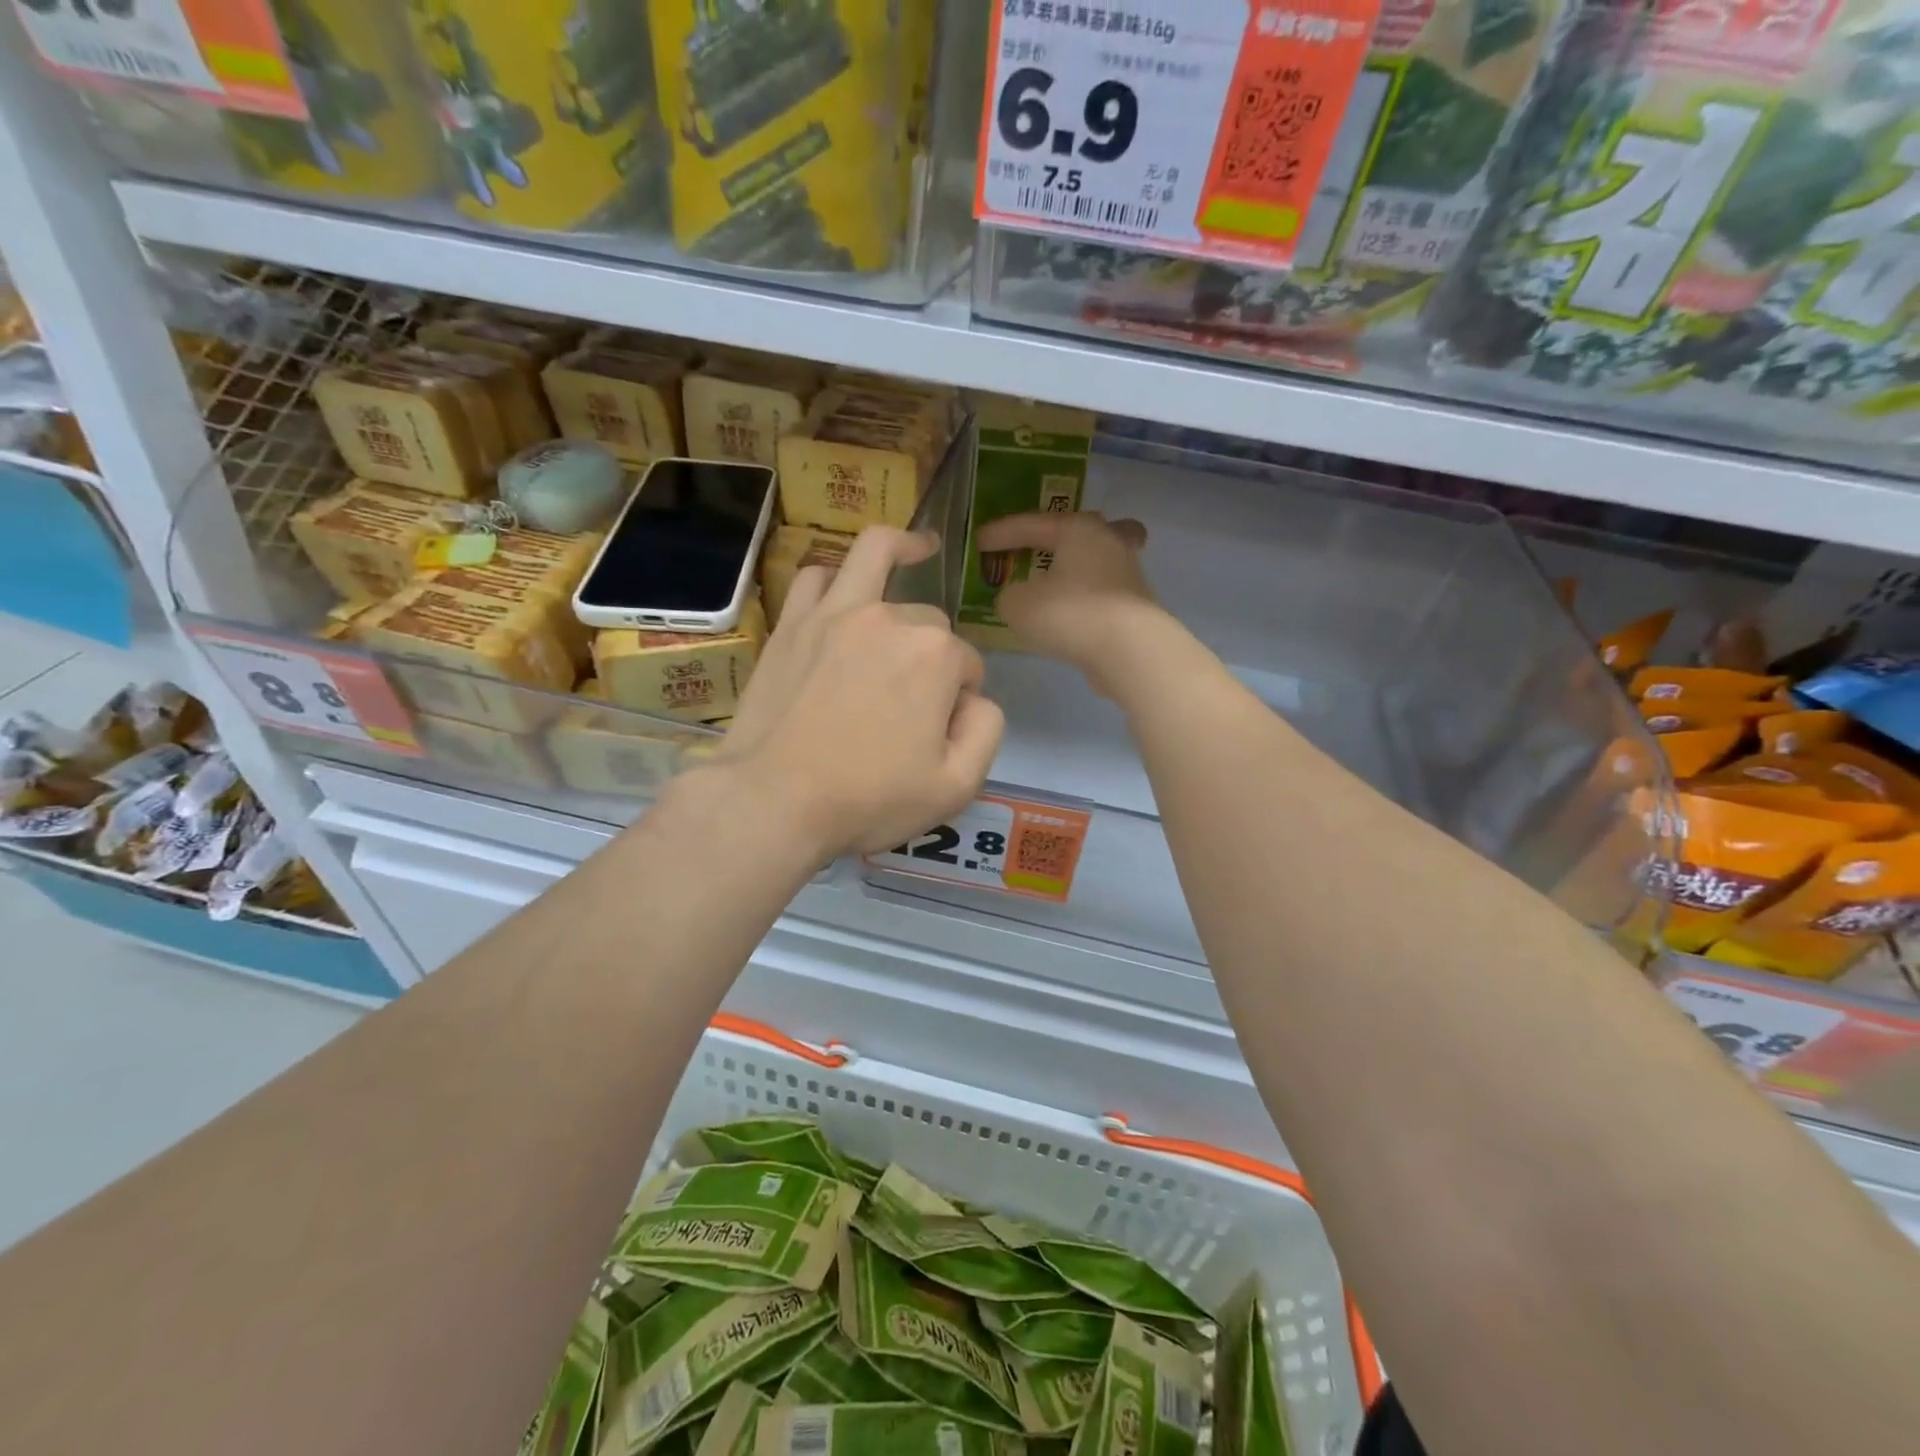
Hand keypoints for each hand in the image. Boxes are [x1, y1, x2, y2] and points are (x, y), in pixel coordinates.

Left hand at [712, 528, 1004, 859]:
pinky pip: (816, 577)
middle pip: (929, 622)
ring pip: (876, 554)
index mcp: (935, 654)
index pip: (967, 666)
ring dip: (902, 549)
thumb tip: (976, 699)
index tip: (941, 732)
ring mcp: (835, 613)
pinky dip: (835, 578)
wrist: (773, 800)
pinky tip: (841, 591)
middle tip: (912, 701)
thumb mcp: (956, 786)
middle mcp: (889, 618)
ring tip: (916, 550)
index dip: (962, 698)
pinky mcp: (792, 623)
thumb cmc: (869, 798)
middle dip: (934, 654)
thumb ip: (987, 729)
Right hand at [976, 512, 1158, 690]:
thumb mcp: (1018, 605)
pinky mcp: (1137, 609)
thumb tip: (1017, 597)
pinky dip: (1086, 600)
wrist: (1130, 651)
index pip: (1033, 524)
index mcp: (1079, 529)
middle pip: (1085, 531)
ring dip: (1078, 570)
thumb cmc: (1070, 614)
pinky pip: (1104, 595)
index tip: (979, 541)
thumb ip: (1009, 596)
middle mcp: (1109, 543)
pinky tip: (1072, 616)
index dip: (1003, 532)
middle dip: (1062, 537)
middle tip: (1042, 543)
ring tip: (1057, 583)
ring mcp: (1129, 576)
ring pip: (1100, 562)